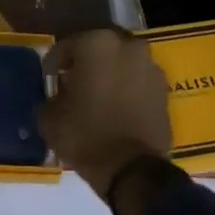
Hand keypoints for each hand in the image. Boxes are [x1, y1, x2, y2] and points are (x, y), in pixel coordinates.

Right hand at [38, 29, 172, 199]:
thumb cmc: (86, 135)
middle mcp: (127, 46)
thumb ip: (51, 98)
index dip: (54, 63)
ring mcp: (150, 66)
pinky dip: (127, 90)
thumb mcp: (50, 119)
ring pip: (121, 64)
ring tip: (97, 98)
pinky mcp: (164, 90)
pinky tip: (116, 109)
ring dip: (109, 75)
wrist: (133, 170)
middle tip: (72, 85)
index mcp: (96, 44)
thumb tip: (58, 97)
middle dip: (85, 64)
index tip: (49, 78)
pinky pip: (138, 82)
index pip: (66, 47)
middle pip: (98, 50)